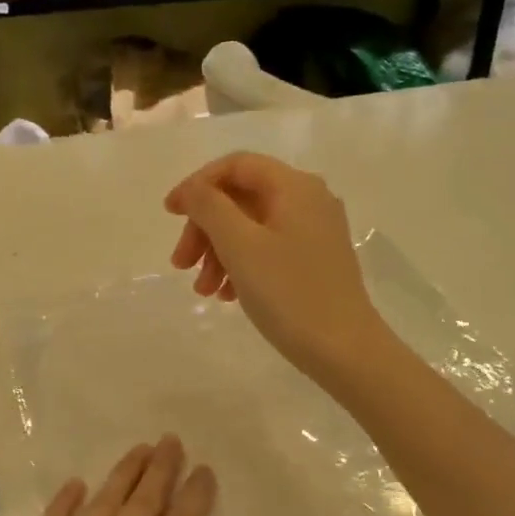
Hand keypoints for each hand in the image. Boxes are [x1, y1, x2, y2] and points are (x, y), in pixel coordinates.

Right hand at [165, 152, 389, 385]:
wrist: (344, 350)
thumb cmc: (289, 293)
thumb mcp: (240, 246)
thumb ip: (210, 207)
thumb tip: (194, 190)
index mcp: (294, 186)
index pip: (236, 165)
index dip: (197, 185)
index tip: (170, 215)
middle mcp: (309, 200)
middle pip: (242, 198)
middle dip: (205, 229)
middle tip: (181, 265)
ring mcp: (315, 232)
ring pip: (252, 227)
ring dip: (219, 253)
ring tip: (203, 291)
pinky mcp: (316, 261)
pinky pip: (268, 250)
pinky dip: (242, 266)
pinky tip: (227, 296)